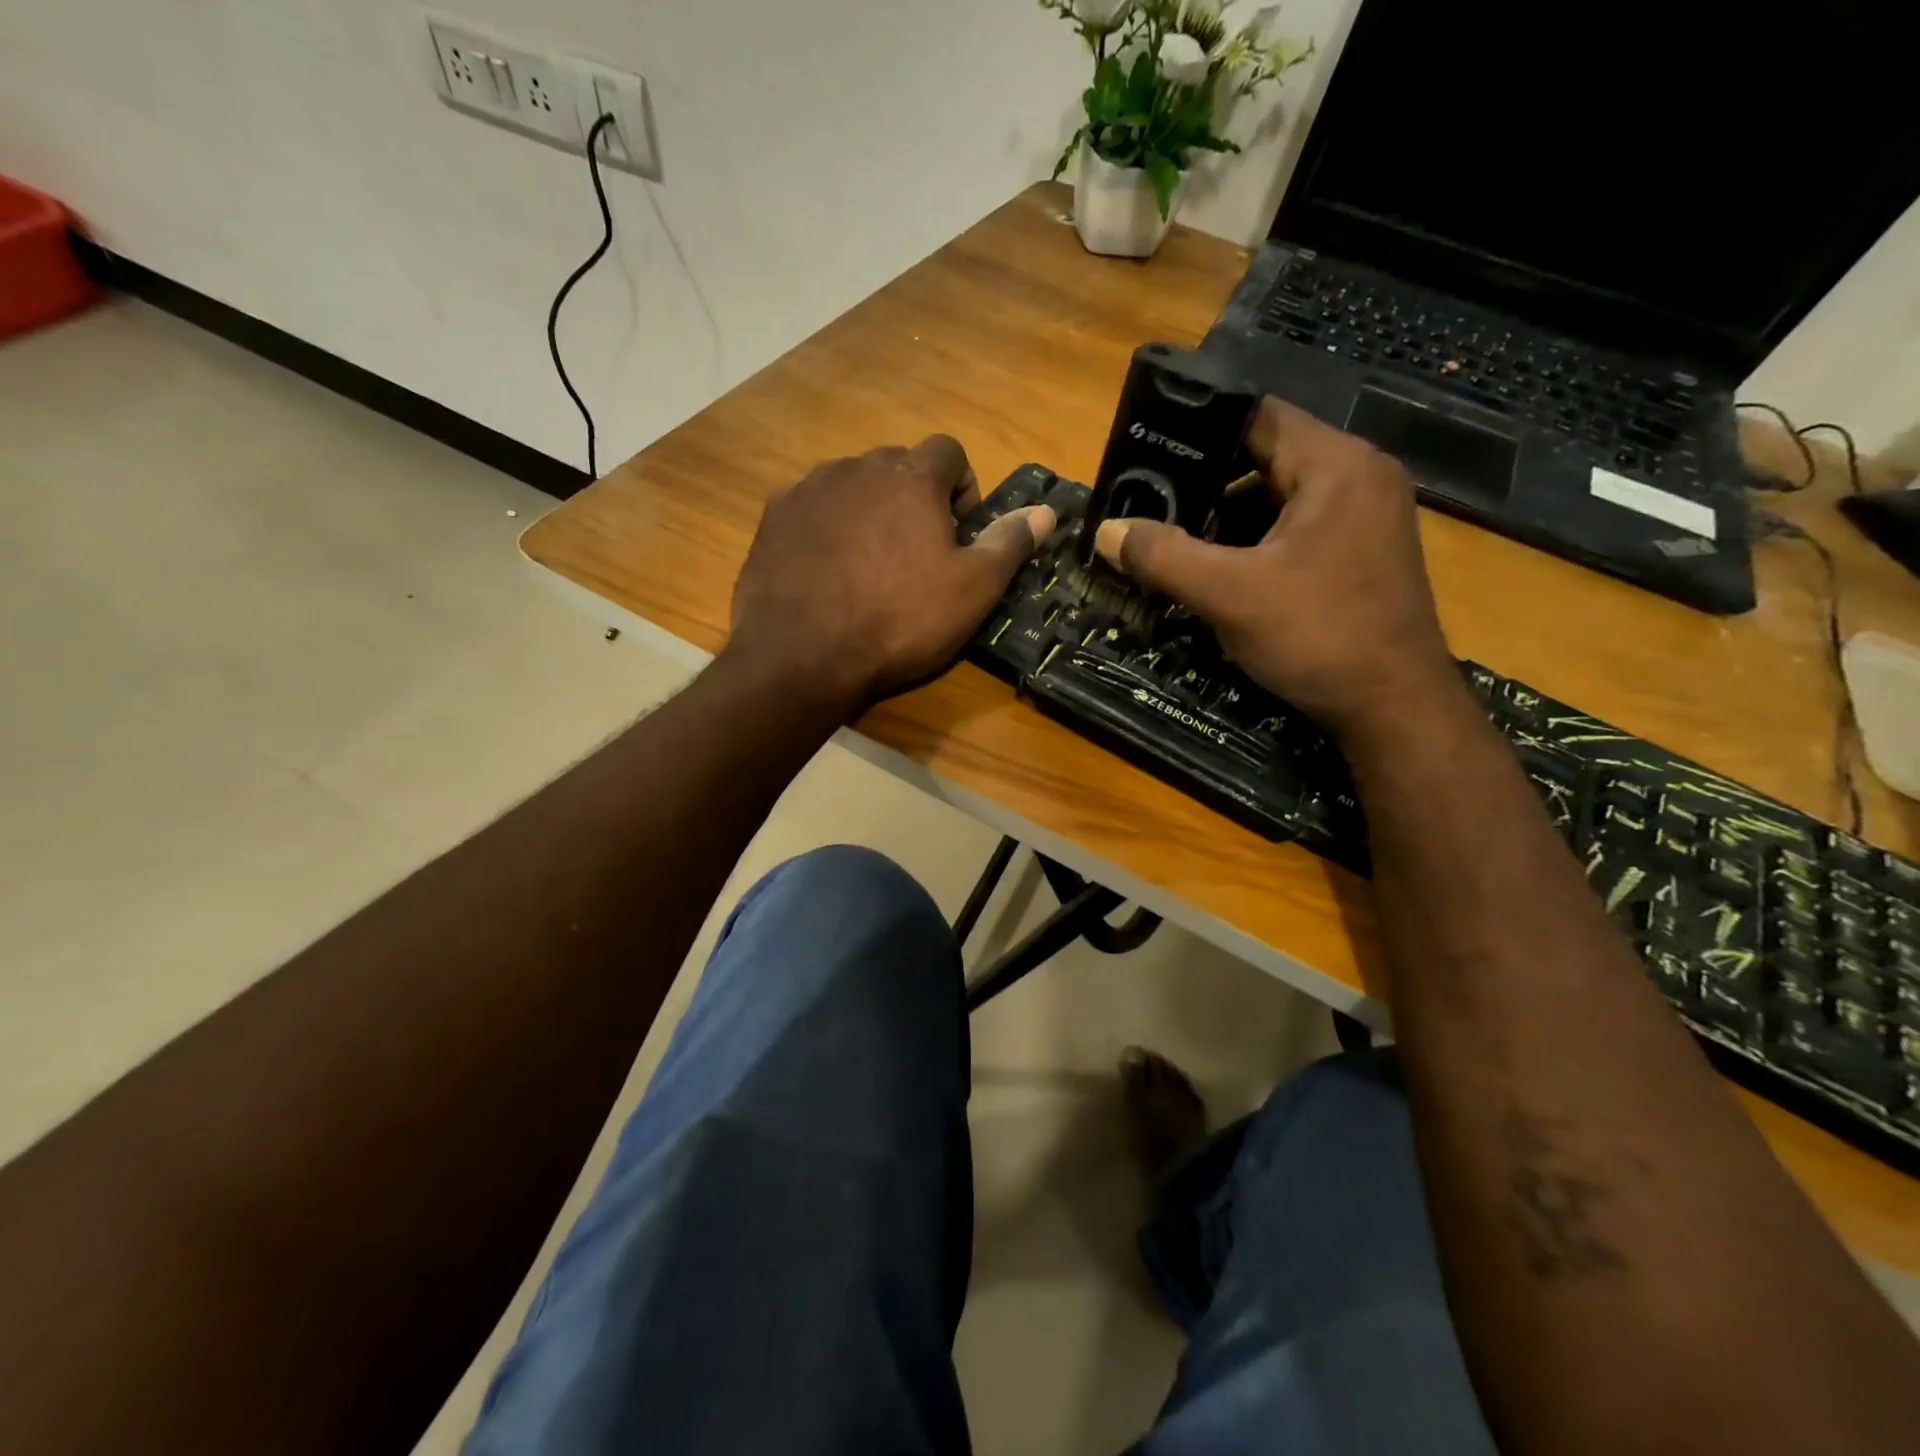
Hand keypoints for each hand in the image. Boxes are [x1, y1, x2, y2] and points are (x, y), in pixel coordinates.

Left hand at [728, 436, 1054, 708]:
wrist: (803, 654)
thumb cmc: (899, 620)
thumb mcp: (972, 590)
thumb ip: (1009, 543)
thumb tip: (1046, 512)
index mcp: (911, 476)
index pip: (950, 452)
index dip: (963, 488)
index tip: (960, 533)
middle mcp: (857, 466)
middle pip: (898, 467)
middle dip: (915, 500)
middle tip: (918, 556)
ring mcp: (809, 489)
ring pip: (853, 487)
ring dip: (870, 513)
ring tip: (870, 567)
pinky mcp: (774, 517)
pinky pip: (812, 510)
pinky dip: (827, 530)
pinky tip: (827, 572)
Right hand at [1093, 397, 1458, 738]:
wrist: (1394, 708)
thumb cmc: (1317, 635)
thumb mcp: (1228, 594)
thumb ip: (1163, 556)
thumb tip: (1106, 531)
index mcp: (1335, 464)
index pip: (1256, 416)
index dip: (1197, 429)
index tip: (1147, 453)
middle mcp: (1358, 477)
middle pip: (1265, 457)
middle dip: (1205, 483)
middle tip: (1150, 504)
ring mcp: (1366, 517)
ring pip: (1279, 498)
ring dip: (1228, 518)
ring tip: (1174, 539)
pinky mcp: (1363, 553)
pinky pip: (1298, 528)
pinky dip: (1256, 542)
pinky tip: (1219, 571)